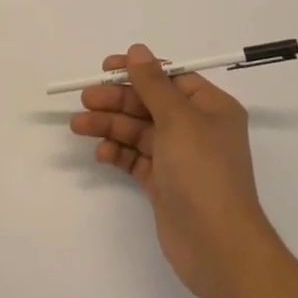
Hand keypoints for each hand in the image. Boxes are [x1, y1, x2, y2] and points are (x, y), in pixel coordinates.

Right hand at [70, 43, 280, 297]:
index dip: (137, 71)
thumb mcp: (178, 120)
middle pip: (149, 104)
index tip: (105, 68)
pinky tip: (101, 153)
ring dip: (110, 125)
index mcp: (210, 107)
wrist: (218, 247)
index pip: (170, 78)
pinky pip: (136, 158)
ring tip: (79, 126)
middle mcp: (196, 128)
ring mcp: (179, 158)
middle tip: (86, 100)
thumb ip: (153, 83)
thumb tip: (137, 49)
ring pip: (138, 131)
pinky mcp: (164, 184)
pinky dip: (118, 153)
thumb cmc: (203, 173)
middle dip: (117, 100)